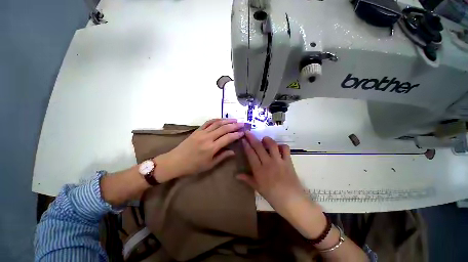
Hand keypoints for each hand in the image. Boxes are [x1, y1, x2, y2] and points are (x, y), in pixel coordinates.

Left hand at [154, 119, 244, 181]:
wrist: (175, 161)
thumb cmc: (193, 166)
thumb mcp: (209, 165)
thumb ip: (222, 156)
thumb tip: (233, 151)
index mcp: (211, 148)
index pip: (227, 138)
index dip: (236, 134)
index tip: (243, 132)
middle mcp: (207, 138)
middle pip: (224, 128)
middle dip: (234, 125)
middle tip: (242, 123)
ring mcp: (202, 132)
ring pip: (217, 123)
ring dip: (227, 121)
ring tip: (235, 120)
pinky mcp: (197, 130)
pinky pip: (208, 122)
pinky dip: (216, 120)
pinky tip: (222, 119)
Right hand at [237, 131, 305, 213]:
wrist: (292, 201)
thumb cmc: (272, 196)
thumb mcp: (258, 188)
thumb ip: (247, 179)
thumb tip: (236, 175)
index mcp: (259, 170)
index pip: (250, 154)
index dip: (246, 145)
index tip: (243, 138)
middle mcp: (268, 163)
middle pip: (258, 147)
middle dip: (252, 138)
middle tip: (248, 131)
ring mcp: (279, 161)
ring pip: (272, 145)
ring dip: (267, 139)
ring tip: (264, 138)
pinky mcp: (288, 161)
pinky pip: (285, 149)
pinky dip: (282, 146)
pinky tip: (278, 147)